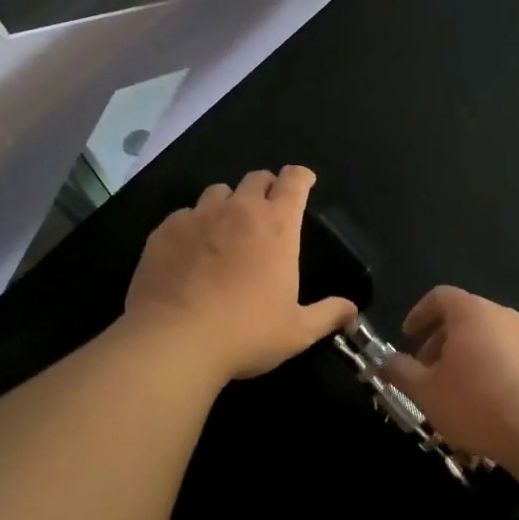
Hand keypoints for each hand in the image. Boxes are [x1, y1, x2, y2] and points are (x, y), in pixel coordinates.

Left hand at [124, 166, 355, 384]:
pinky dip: (192, 226)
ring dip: (228, 204)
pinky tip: (190, 253)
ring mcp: (199, 216)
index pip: (294, 180)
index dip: (301, 177)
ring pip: (218, 192)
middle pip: (256, 178)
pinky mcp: (166, 230)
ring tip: (225, 230)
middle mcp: (240, 209)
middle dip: (266, 188)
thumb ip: (328, 314)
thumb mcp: (297, 331)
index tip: (304, 184)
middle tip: (267, 212)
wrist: (174, 343)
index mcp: (278, 225)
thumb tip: (352, 311)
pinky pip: (184, 215)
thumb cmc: (246, 333)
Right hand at [381, 286, 518, 465]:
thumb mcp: (427, 392)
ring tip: (450, 394)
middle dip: (438, 342)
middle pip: (462, 318)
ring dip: (462, 359)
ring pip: (483, 339)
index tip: (407, 338)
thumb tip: (386, 361)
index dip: (419, 314)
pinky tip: (480, 405)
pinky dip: (485, 369)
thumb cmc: (476, 402)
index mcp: (471, 312)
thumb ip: (402, 372)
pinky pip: (504, 356)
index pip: (439, 296)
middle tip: (424, 373)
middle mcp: (500, 315)